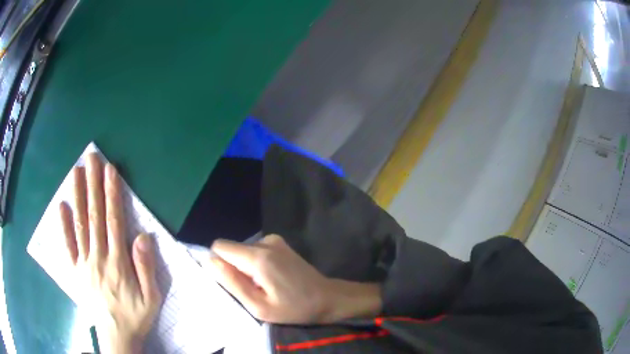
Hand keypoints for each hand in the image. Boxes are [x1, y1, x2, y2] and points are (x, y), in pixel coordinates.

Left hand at [60, 153, 161, 353]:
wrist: (116, 337)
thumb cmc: (136, 316)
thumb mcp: (152, 298)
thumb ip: (147, 268)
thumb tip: (143, 236)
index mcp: (118, 263)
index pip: (113, 221)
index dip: (112, 194)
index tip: (110, 171)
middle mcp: (98, 258)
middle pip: (94, 216)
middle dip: (93, 185)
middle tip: (92, 159)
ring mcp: (83, 264)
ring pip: (79, 225)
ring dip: (77, 196)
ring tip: (76, 172)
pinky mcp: (74, 272)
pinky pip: (67, 246)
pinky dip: (63, 225)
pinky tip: (61, 206)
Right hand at [209, 234, 381, 323]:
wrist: (327, 298)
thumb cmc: (293, 308)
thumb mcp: (259, 306)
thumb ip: (232, 283)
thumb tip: (209, 260)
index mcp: (258, 257)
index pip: (219, 246)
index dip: (218, 264)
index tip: (231, 282)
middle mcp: (264, 242)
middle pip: (231, 248)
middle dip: (233, 267)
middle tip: (250, 288)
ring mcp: (274, 240)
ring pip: (242, 250)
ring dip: (245, 267)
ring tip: (264, 285)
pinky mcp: (280, 243)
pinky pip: (255, 250)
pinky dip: (256, 263)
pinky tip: (271, 277)